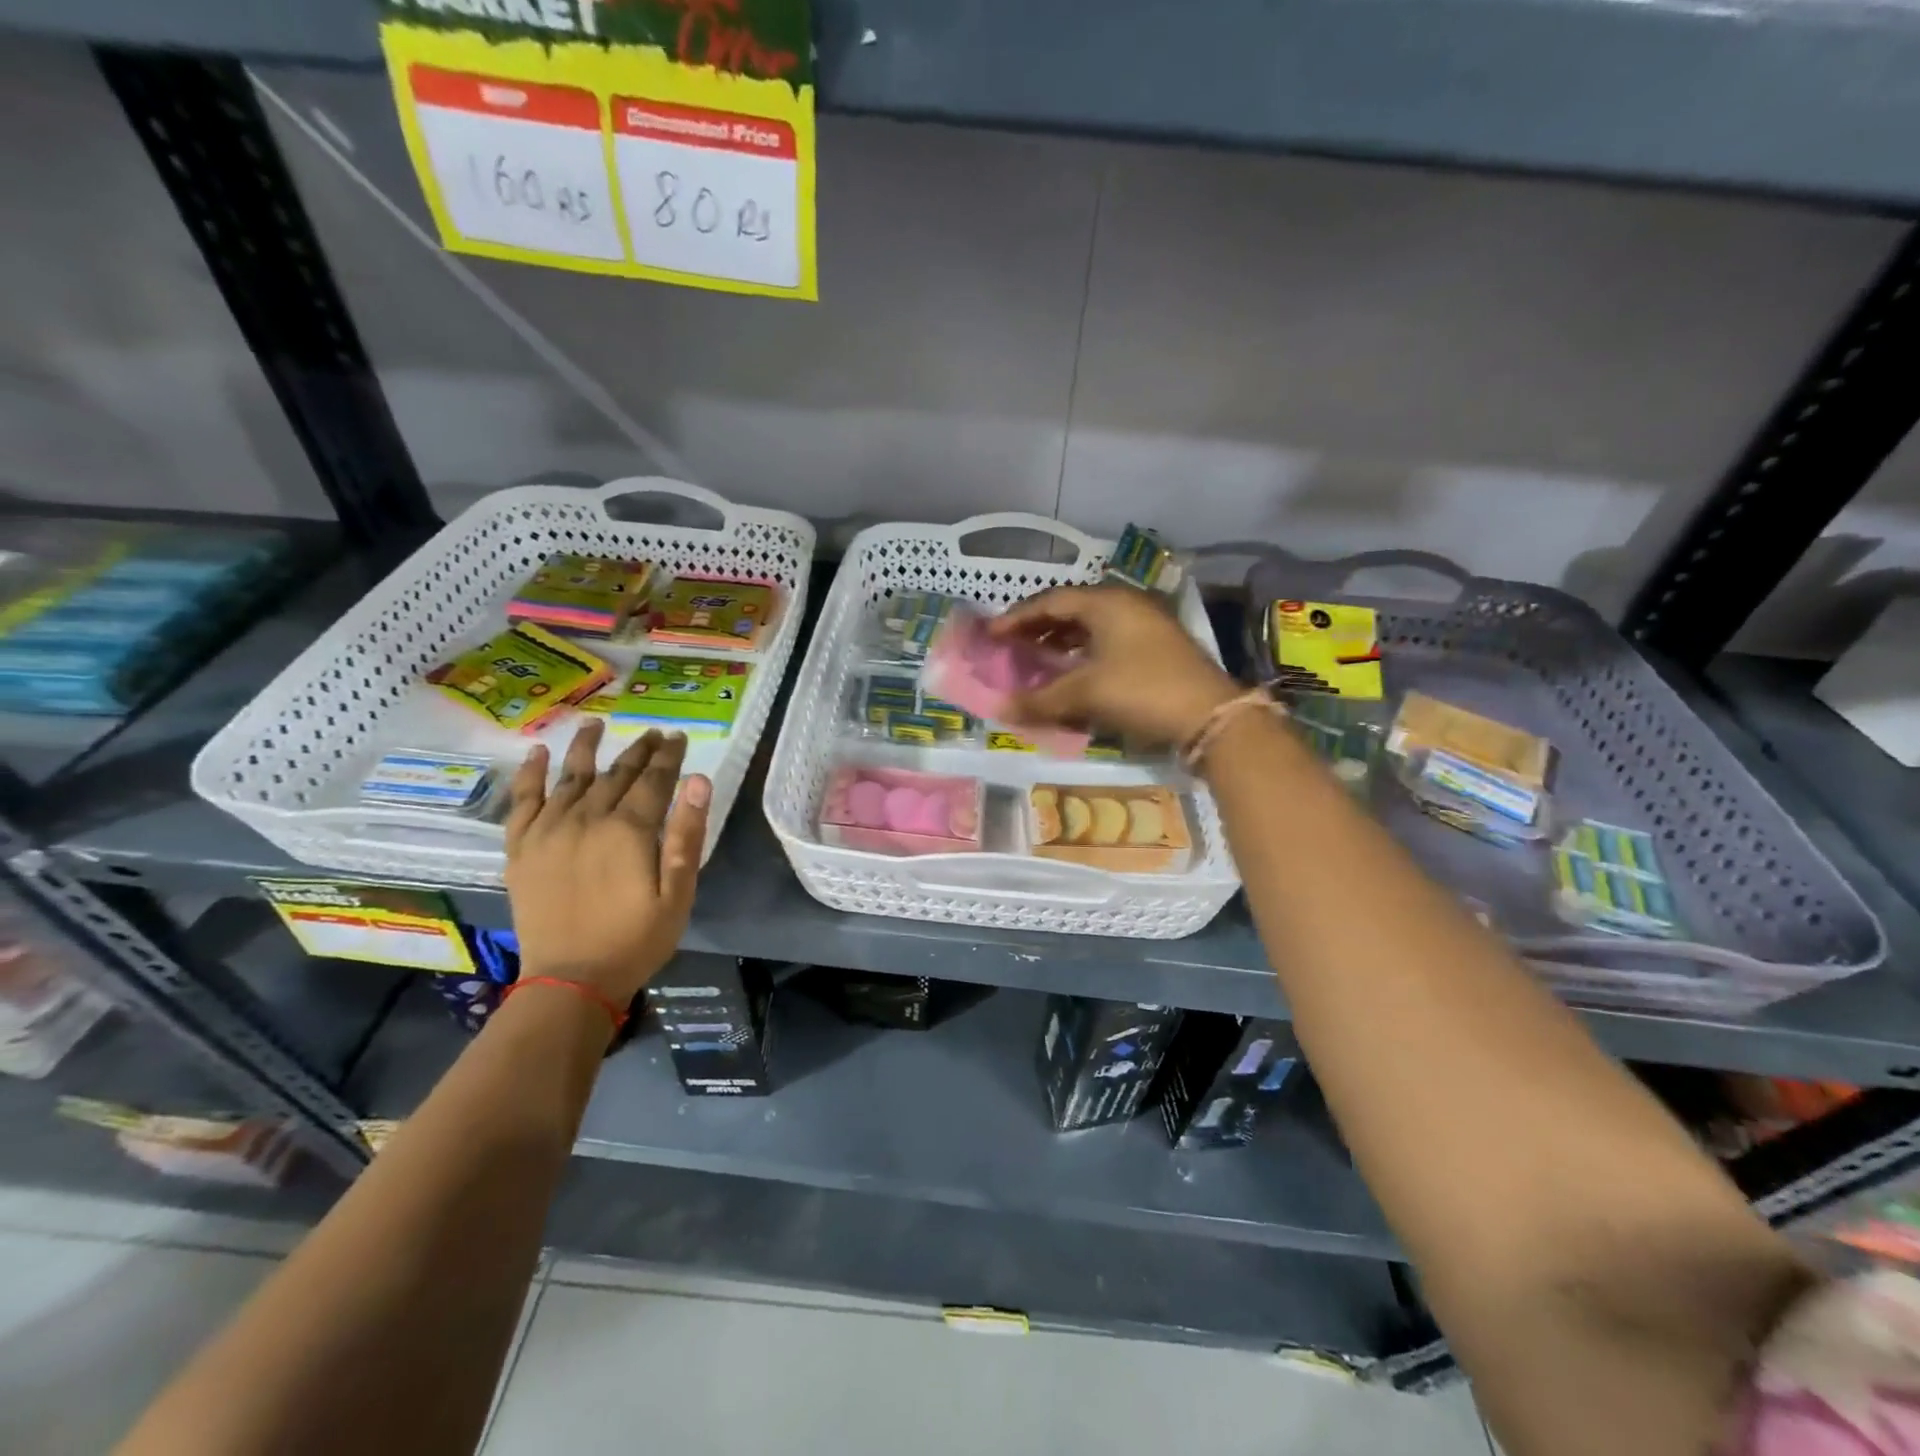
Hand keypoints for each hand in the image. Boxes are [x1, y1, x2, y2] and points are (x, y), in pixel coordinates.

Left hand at [504, 721, 710, 1005]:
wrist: (570, 982)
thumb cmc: (636, 940)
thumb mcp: (678, 893)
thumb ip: (686, 834)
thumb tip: (698, 780)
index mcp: (628, 830)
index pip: (653, 780)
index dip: (668, 757)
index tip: (678, 737)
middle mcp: (586, 819)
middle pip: (615, 774)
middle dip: (638, 751)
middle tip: (653, 733)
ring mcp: (549, 832)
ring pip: (570, 777)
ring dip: (585, 747)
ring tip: (595, 724)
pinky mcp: (522, 849)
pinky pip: (523, 801)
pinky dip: (530, 775)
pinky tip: (537, 754)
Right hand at [989, 585, 1239, 749]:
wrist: (1210, 716)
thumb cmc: (1142, 691)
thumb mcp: (1086, 694)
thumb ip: (1040, 700)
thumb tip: (1000, 709)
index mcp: (1107, 603)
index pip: (1051, 601)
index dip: (1017, 618)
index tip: (991, 635)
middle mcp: (1126, 604)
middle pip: (1071, 609)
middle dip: (1038, 627)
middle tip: (1011, 645)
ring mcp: (1146, 624)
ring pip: (1092, 625)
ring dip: (1061, 640)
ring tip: (1037, 658)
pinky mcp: (1157, 646)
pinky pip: (1108, 640)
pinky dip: (1084, 652)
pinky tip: (1073, 671)